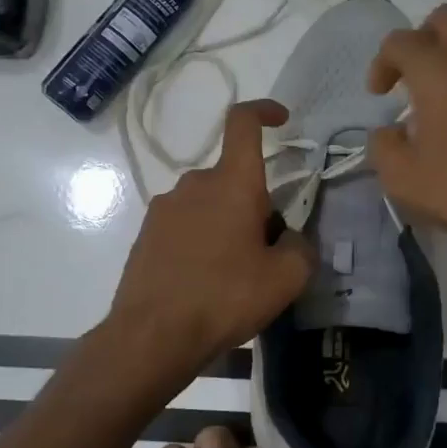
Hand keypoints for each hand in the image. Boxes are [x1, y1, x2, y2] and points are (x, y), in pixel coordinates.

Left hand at [107, 100, 314, 373]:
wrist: (152, 335)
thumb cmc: (224, 298)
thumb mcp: (285, 279)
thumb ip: (301, 248)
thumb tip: (290, 239)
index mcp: (232, 183)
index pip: (243, 123)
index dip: (264, 111)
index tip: (282, 120)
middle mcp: (194, 184)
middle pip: (233, 178)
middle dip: (255, 204)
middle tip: (267, 251)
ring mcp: (164, 208)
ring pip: (209, 203)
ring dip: (227, 224)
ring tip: (234, 275)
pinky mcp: (146, 234)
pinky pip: (185, 225)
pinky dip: (201, 241)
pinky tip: (204, 282)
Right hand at [366, 4, 446, 256]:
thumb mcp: (403, 178)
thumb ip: (384, 146)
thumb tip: (388, 132)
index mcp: (438, 69)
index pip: (401, 41)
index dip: (382, 62)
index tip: (379, 94)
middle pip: (446, 19)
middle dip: (423, 39)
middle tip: (413, 75)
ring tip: (443, 99)